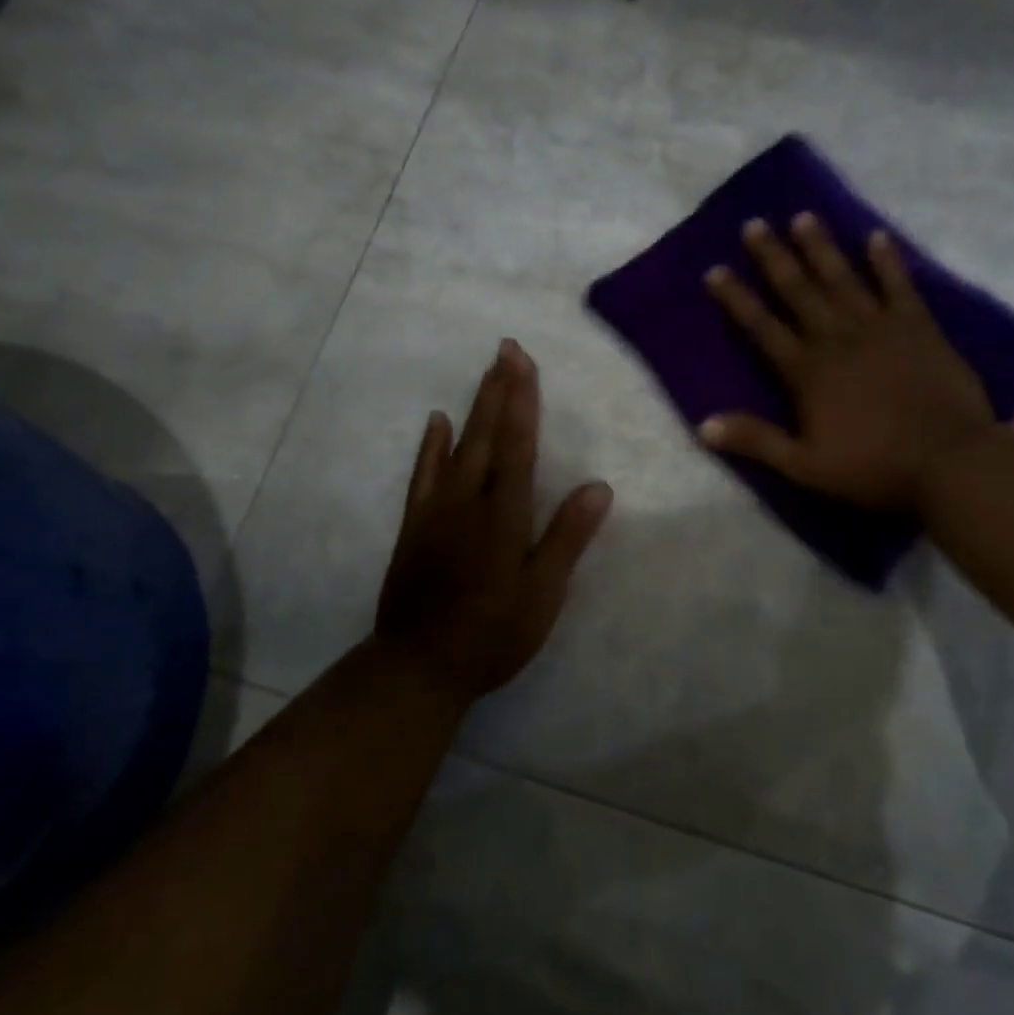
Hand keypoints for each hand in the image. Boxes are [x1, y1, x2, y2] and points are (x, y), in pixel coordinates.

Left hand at [374, 340, 612, 703]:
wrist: (418, 666)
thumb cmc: (492, 635)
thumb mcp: (541, 595)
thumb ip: (567, 539)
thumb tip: (599, 488)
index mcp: (504, 516)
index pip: (518, 446)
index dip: (523, 401)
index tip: (524, 362)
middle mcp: (469, 501)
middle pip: (487, 435)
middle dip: (499, 389)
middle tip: (506, 347)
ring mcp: (436, 510)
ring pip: (457, 446)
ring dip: (474, 407)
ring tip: (485, 372)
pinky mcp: (415, 524)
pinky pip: (423, 474)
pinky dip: (431, 445)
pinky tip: (437, 422)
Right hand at [701, 214, 995, 510]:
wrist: (949, 461)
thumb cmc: (873, 467)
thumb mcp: (805, 466)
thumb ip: (756, 441)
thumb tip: (704, 426)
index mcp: (807, 371)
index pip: (762, 327)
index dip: (737, 299)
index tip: (715, 270)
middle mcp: (837, 338)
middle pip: (798, 291)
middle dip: (773, 257)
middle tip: (754, 224)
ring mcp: (879, 327)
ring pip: (842, 278)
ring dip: (821, 247)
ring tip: (803, 216)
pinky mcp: (919, 326)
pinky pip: (899, 285)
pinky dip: (887, 260)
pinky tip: (876, 236)